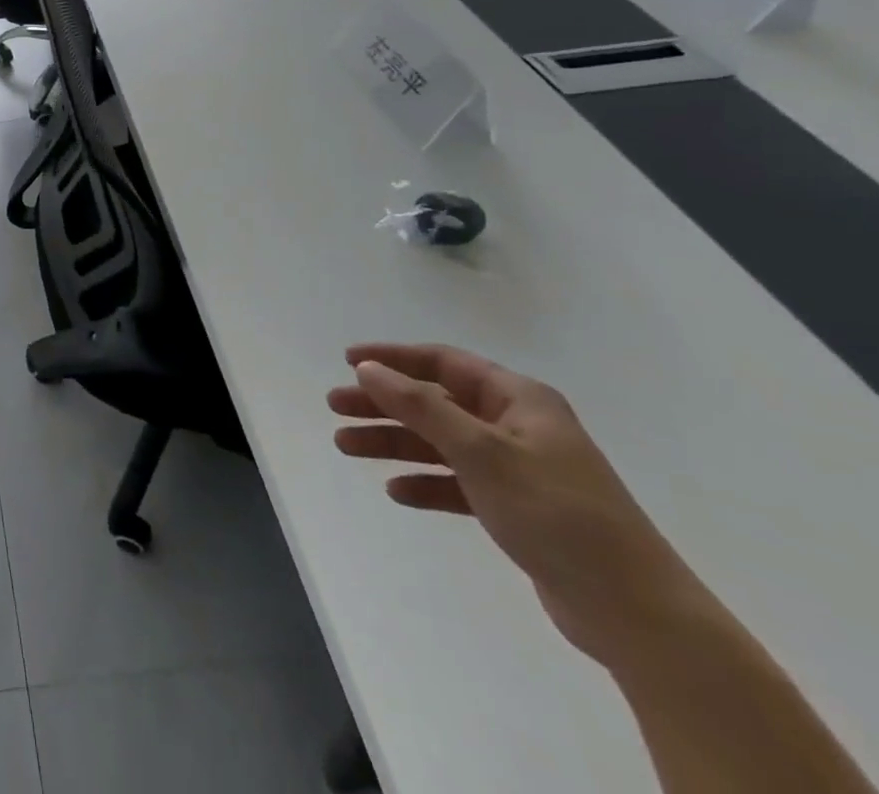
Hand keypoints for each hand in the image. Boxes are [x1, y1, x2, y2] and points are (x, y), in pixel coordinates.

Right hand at [328, 343, 702, 669]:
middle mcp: (518, 426)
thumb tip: (368, 368)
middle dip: (383, 404)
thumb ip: (420, 406)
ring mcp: (520, 469)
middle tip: (335, 408)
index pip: (444, 362)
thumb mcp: (480, 451)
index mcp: (519, 400)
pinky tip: (397, 492)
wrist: (636, 613)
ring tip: (345, 447)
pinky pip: (458, 483)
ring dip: (394, 442)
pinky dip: (426, 483)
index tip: (348, 362)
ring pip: (441, 442)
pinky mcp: (519, 509)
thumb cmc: (556, 513)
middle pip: (435, 403)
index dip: (394, 358)